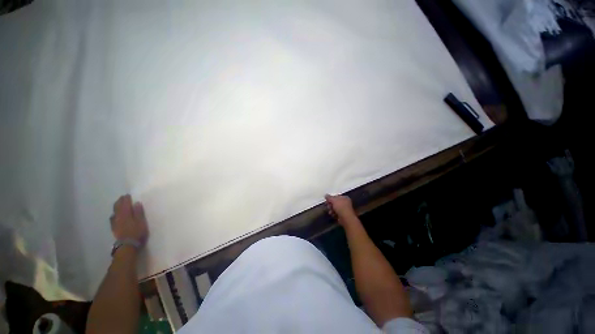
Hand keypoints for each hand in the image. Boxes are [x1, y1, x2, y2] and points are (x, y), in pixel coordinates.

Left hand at [110, 194, 148, 246]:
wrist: (127, 245)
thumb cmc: (137, 232)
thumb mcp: (141, 222)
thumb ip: (139, 212)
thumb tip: (136, 203)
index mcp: (126, 214)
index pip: (125, 204)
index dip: (126, 199)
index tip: (127, 195)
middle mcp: (119, 217)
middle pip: (118, 207)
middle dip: (119, 202)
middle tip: (122, 197)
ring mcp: (115, 223)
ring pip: (114, 212)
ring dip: (116, 207)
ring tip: (118, 204)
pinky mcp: (114, 228)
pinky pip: (112, 219)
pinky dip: (114, 215)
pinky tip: (114, 216)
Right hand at [325, 194, 357, 226]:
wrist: (346, 218)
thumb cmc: (340, 207)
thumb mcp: (333, 200)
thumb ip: (329, 197)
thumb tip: (326, 195)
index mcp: (344, 197)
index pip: (336, 196)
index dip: (330, 198)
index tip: (326, 201)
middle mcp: (345, 202)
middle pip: (335, 203)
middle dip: (330, 205)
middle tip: (328, 207)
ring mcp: (344, 209)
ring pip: (336, 208)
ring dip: (331, 210)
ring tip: (330, 212)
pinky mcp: (343, 215)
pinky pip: (337, 213)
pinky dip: (334, 213)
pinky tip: (332, 214)